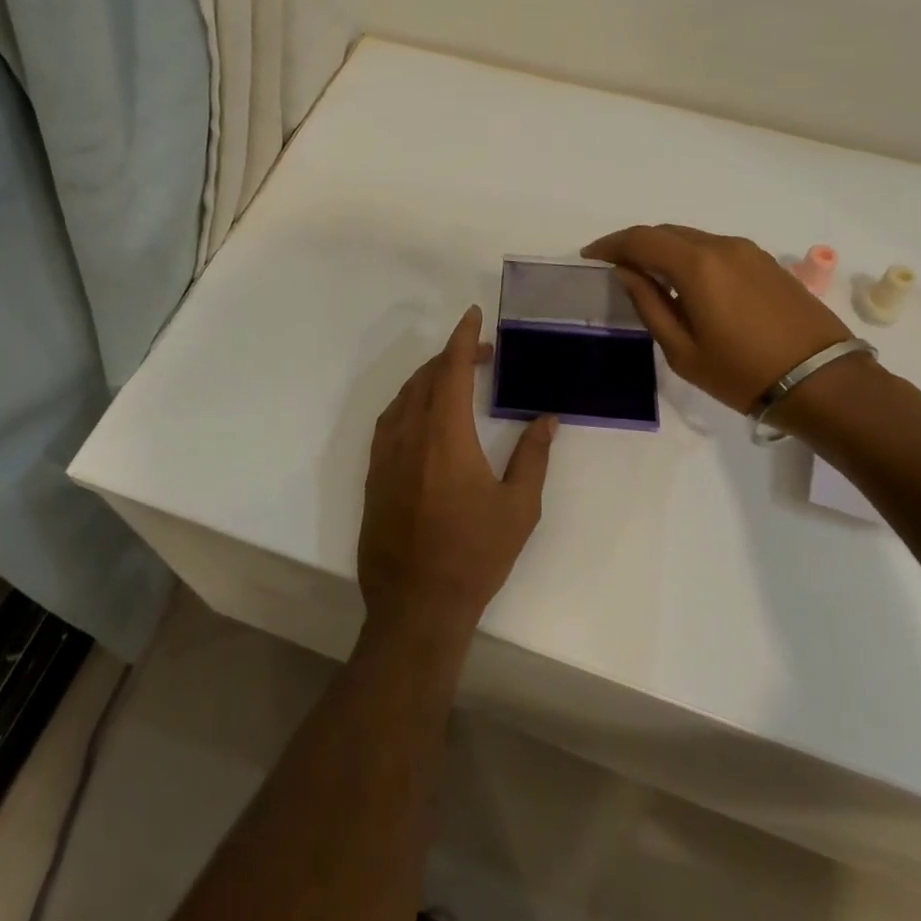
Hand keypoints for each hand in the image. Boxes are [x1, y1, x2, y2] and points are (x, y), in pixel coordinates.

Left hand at [359, 306, 556, 637]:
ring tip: (454, 379)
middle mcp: (409, 436)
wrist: (416, 604)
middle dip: (451, 357)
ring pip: (403, 399)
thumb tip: (546, 420)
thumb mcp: (518, 507)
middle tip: (481, 355)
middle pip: (425, 378)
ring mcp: (385, 456)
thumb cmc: (474, 555)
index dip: (462, 338)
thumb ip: (533, 457)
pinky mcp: (373, 476)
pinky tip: (423, 416)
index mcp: (446, 436)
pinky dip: (408, 404)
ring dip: (428, 379)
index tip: (473, 315)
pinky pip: (389, 422)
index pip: (450, 370)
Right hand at [582, 224, 852, 413]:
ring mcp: (749, 252)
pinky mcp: (767, 263)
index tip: (589, 257)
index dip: (610, 245)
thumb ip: (649, 305)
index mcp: (697, 265)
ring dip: (665, 251)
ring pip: (693, 239)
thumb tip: (628, 273)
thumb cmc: (742, 373)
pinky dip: (691, 258)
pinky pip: (716, 249)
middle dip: (635, 245)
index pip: (641, 239)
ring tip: (648, 277)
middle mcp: (722, 246)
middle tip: (614, 267)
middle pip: (667, 232)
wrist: (821, 381)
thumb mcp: (682, 350)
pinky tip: (686, 284)